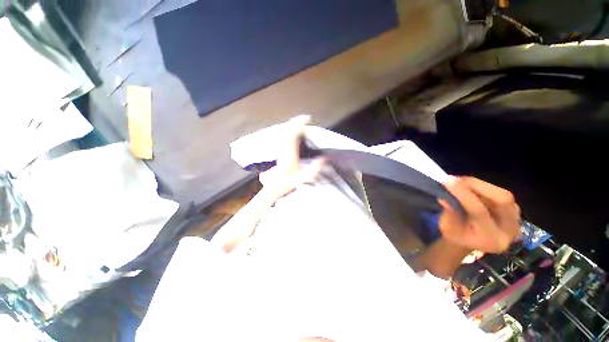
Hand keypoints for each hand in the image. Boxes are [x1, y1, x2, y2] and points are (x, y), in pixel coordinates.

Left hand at [258, 115, 323, 201]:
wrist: (275, 186)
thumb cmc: (288, 183)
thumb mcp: (303, 179)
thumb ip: (314, 169)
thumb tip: (324, 158)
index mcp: (290, 154)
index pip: (292, 134)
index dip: (299, 124)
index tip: (307, 119)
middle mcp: (284, 149)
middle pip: (287, 130)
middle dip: (296, 122)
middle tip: (305, 119)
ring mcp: (280, 150)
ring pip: (283, 132)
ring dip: (292, 125)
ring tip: (300, 123)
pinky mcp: (280, 151)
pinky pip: (282, 137)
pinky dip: (288, 131)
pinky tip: (293, 132)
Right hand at [439, 177, 520, 253]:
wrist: (470, 241)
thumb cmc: (455, 236)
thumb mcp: (447, 228)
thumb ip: (449, 213)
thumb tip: (444, 197)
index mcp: (490, 239)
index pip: (480, 211)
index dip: (463, 194)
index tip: (446, 181)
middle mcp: (509, 231)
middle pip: (501, 200)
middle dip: (477, 185)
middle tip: (456, 179)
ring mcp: (516, 220)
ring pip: (503, 194)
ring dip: (479, 185)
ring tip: (460, 182)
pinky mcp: (515, 212)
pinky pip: (502, 194)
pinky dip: (484, 187)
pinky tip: (471, 187)